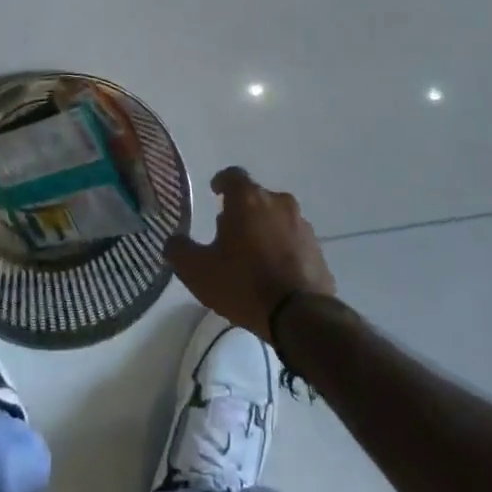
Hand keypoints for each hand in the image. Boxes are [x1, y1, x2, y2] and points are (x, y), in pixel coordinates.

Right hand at [166, 167, 336, 340]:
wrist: (301, 316)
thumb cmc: (244, 284)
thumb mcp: (198, 271)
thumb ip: (179, 250)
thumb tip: (173, 240)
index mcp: (248, 199)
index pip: (233, 176)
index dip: (222, 182)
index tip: (215, 193)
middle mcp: (278, 202)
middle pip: (256, 198)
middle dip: (242, 211)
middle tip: (228, 233)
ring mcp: (302, 225)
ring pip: (276, 218)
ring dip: (264, 229)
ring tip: (252, 256)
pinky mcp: (317, 248)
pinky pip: (293, 240)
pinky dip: (282, 248)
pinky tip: (273, 272)